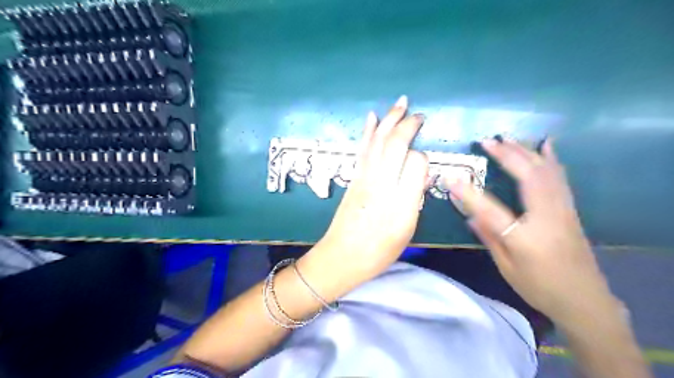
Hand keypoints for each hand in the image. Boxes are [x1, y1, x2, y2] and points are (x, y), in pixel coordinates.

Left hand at [319, 97, 424, 279]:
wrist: (341, 257)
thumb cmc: (378, 251)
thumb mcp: (406, 231)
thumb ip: (414, 198)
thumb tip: (419, 172)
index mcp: (399, 201)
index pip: (415, 163)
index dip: (422, 157)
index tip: (424, 162)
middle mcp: (380, 184)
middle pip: (395, 145)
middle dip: (407, 125)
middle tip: (418, 114)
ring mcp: (363, 178)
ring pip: (378, 141)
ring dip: (389, 120)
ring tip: (400, 103)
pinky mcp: (353, 179)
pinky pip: (363, 149)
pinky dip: (368, 131)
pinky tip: (372, 118)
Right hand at [449, 139, 617, 324]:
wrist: (585, 301)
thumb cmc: (540, 287)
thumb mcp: (507, 267)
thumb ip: (489, 237)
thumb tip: (469, 215)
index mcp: (525, 237)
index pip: (490, 210)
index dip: (468, 193)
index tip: (450, 177)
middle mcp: (547, 216)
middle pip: (527, 177)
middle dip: (506, 155)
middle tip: (486, 141)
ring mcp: (562, 210)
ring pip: (545, 171)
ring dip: (525, 151)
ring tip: (507, 137)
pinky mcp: (569, 209)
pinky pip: (559, 176)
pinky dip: (551, 157)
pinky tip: (546, 144)